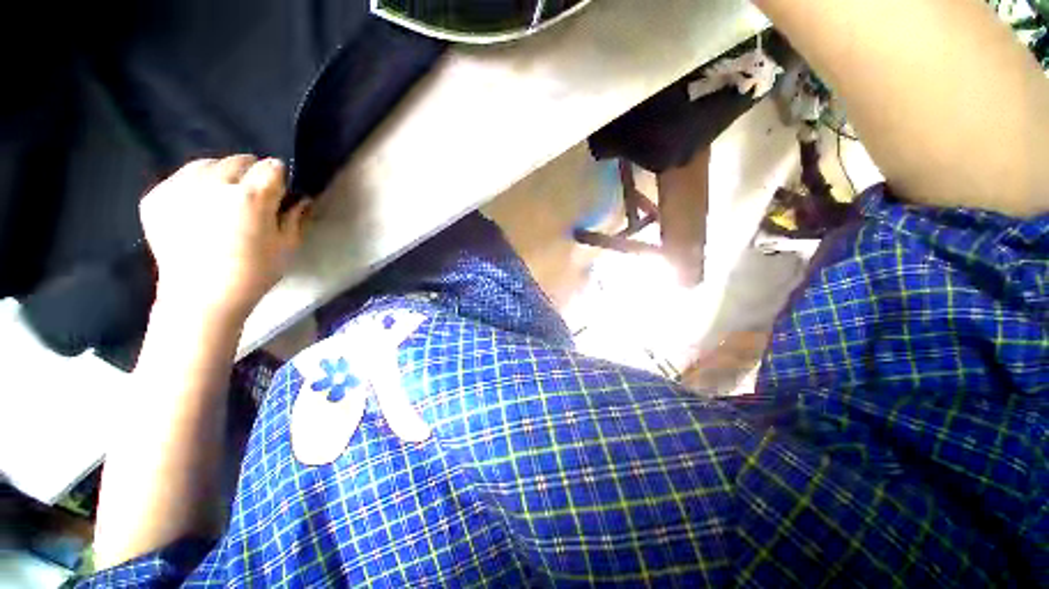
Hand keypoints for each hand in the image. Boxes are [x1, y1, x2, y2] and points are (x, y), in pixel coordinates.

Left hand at [140, 155, 310, 323]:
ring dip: (220, 175)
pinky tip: (197, 208)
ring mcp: (180, 187)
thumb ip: (295, 217)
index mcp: (250, 197)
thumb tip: (302, 199)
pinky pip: (180, 178)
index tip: (279, 191)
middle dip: (250, 173)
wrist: (200, 299)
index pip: (271, 167)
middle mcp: (213, 183)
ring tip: (221, 198)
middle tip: (251, 197)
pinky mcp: (157, 197)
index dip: (279, 177)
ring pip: (206, 163)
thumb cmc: (253, 274)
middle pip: (238, 160)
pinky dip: (193, 186)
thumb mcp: (286, 247)